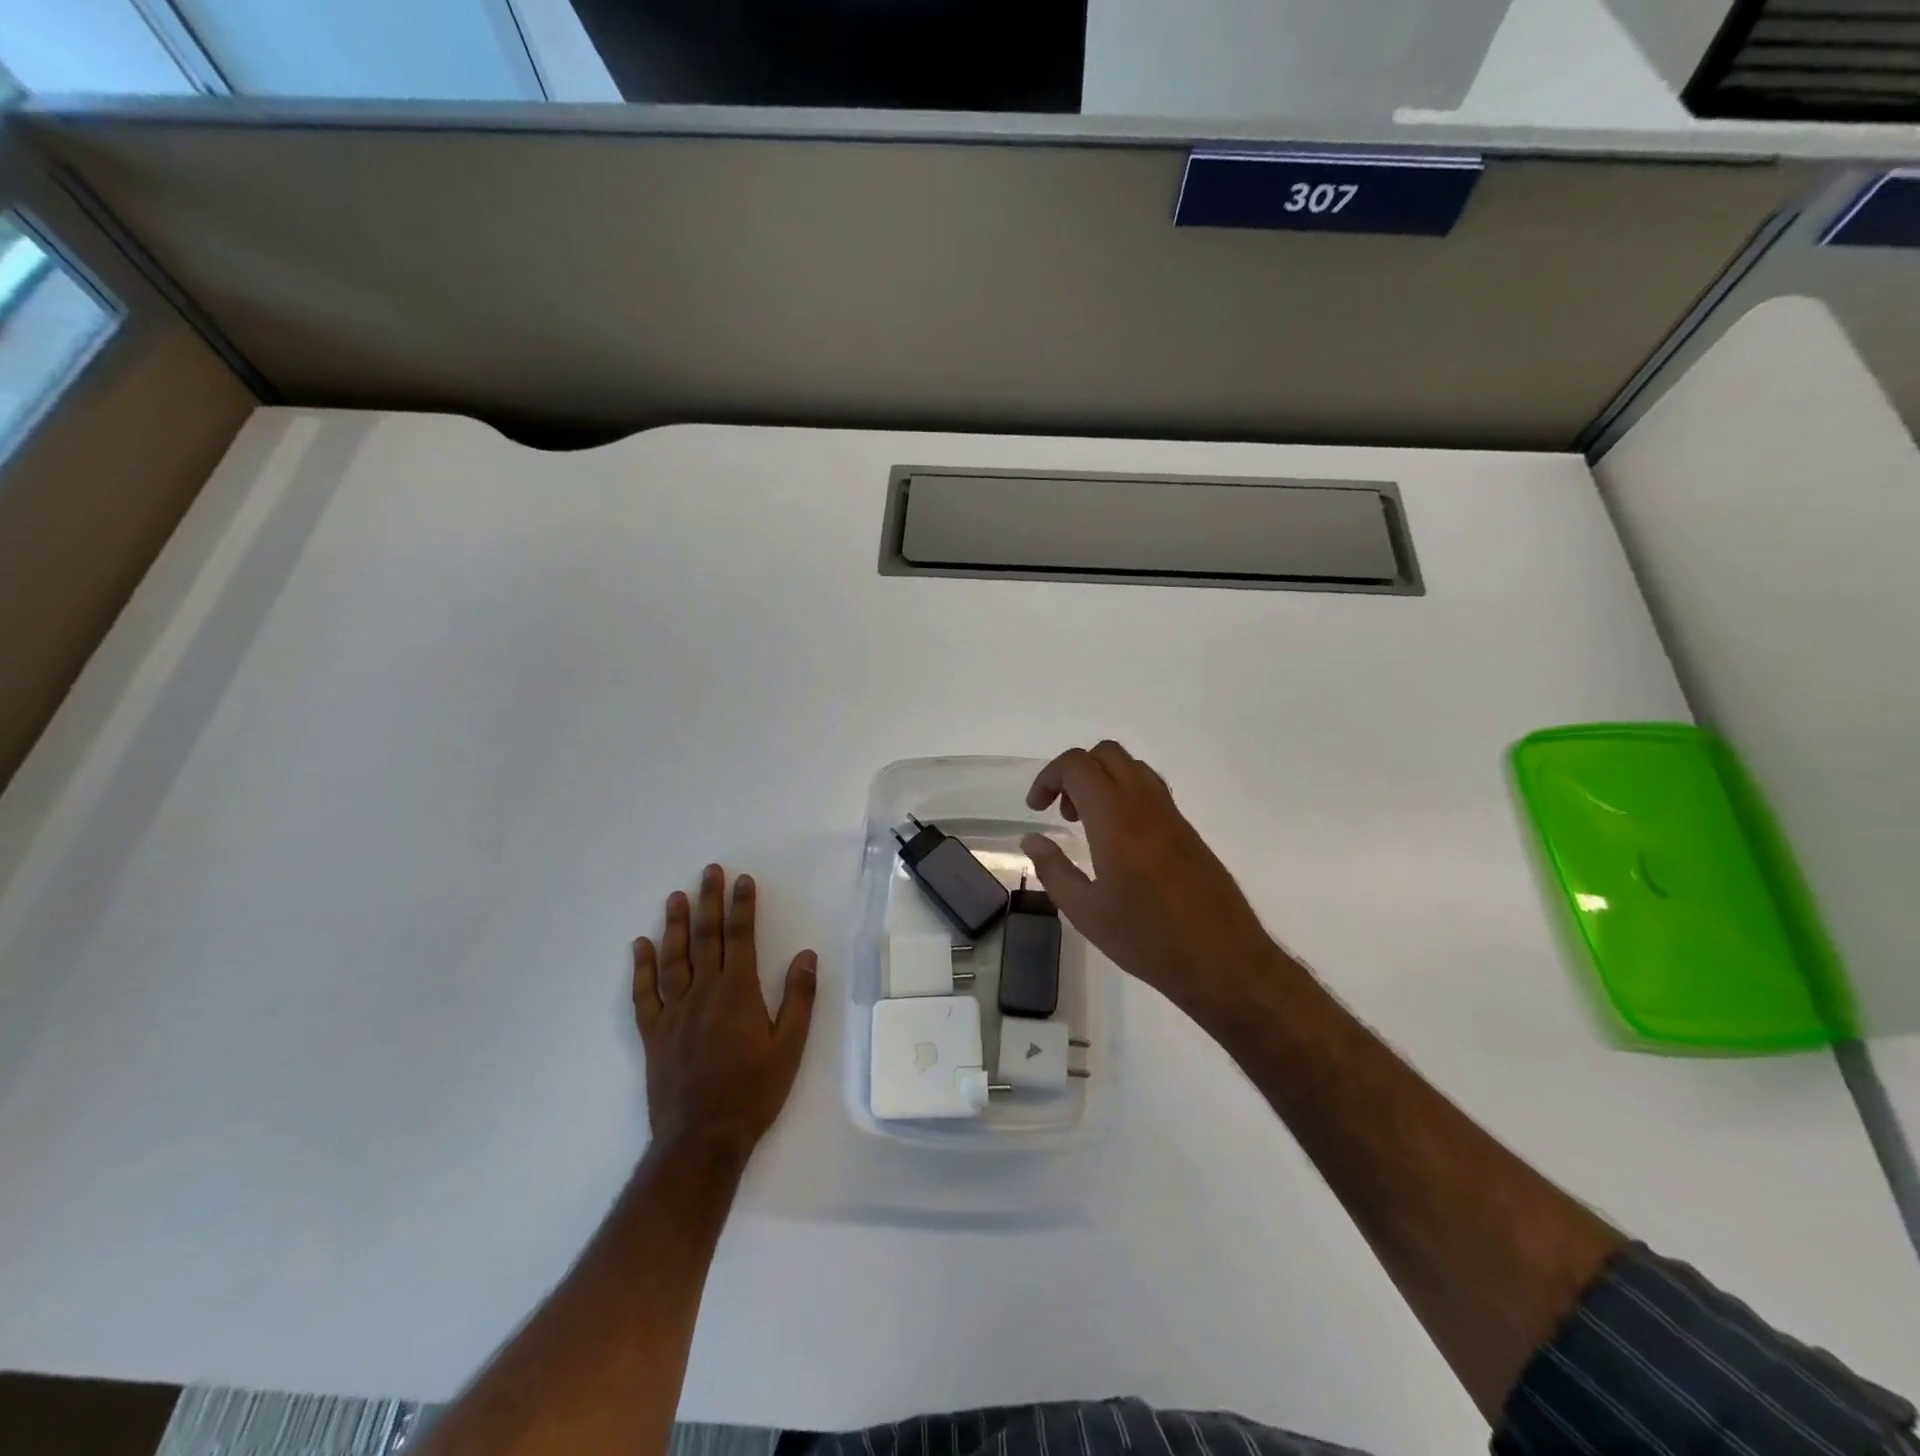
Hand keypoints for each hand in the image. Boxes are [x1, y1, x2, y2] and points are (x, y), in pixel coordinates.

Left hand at [632, 865, 816, 1161]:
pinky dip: (642, 968)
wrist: (702, 1137)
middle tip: (709, 871)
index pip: (741, 937)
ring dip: (676, 925)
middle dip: (709, 901)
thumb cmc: (753, 1091)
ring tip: (676, 897)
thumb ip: (799, 998)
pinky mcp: (653, 1034)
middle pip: (707, 938)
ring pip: (674, 958)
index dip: (742, 906)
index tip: (743, 879)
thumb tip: (807, 955)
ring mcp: (674, 1012)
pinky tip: (640, 946)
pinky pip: (644, 994)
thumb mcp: (790, 1047)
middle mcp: (703, 993)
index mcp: (738, 992)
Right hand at [1021, 741, 1286, 1015]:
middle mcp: (1145, 805)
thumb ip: (1053, 869)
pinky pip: (1151, 790)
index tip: (1037, 809)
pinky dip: (1125, 795)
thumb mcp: (1085, 912)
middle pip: (1106, 754)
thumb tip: (1033, 839)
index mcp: (1116, 820)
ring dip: (1102, 780)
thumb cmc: (1148, 939)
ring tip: (1088, 825)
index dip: (1049, 777)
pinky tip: (1119, 842)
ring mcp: (1172, 815)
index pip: (1078, 765)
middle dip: (1074, 772)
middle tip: (1062, 813)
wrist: (1224, 961)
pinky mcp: (1188, 830)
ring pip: (1132, 767)